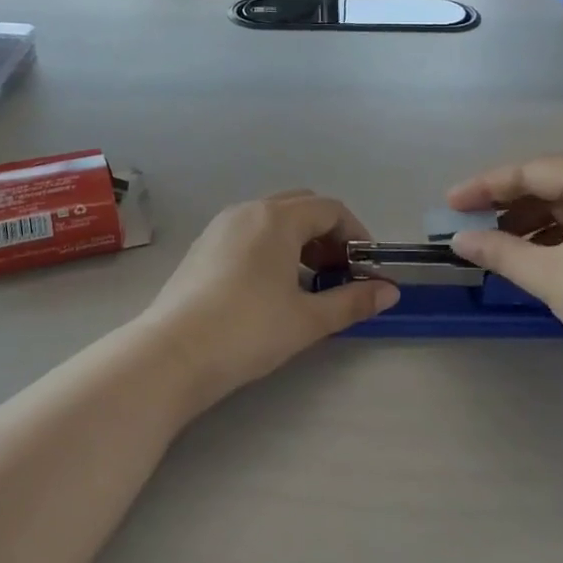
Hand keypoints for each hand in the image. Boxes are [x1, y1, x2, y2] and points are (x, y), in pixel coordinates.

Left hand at [138, 191, 398, 407]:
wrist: (172, 354)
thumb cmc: (248, 331)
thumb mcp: (308, 319)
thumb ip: (353, 301)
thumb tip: (390, 292)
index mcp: (277, 218)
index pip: (330, 209)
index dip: (356, 234)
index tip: (365, 267)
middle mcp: (248, 211)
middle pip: (301, 207)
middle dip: (327, 234)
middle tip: (338, 273)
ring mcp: (220, 227)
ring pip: (272, 219)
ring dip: (299, 240)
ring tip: (307, 283)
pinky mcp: (202, 247)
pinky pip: (248, 232)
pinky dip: (271, 247)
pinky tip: (270, 288)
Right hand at [446, 155, 562, 390]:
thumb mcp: (550, 276)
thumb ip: (500, 251)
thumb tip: (458, 239)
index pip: (528, 172)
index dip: (484, 187)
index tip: (449, 204)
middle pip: (546, 182)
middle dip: (504, 204)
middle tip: (467, 223)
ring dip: (527, 221)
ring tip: (494, 244)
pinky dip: (552, 235)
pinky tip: (530, 255)